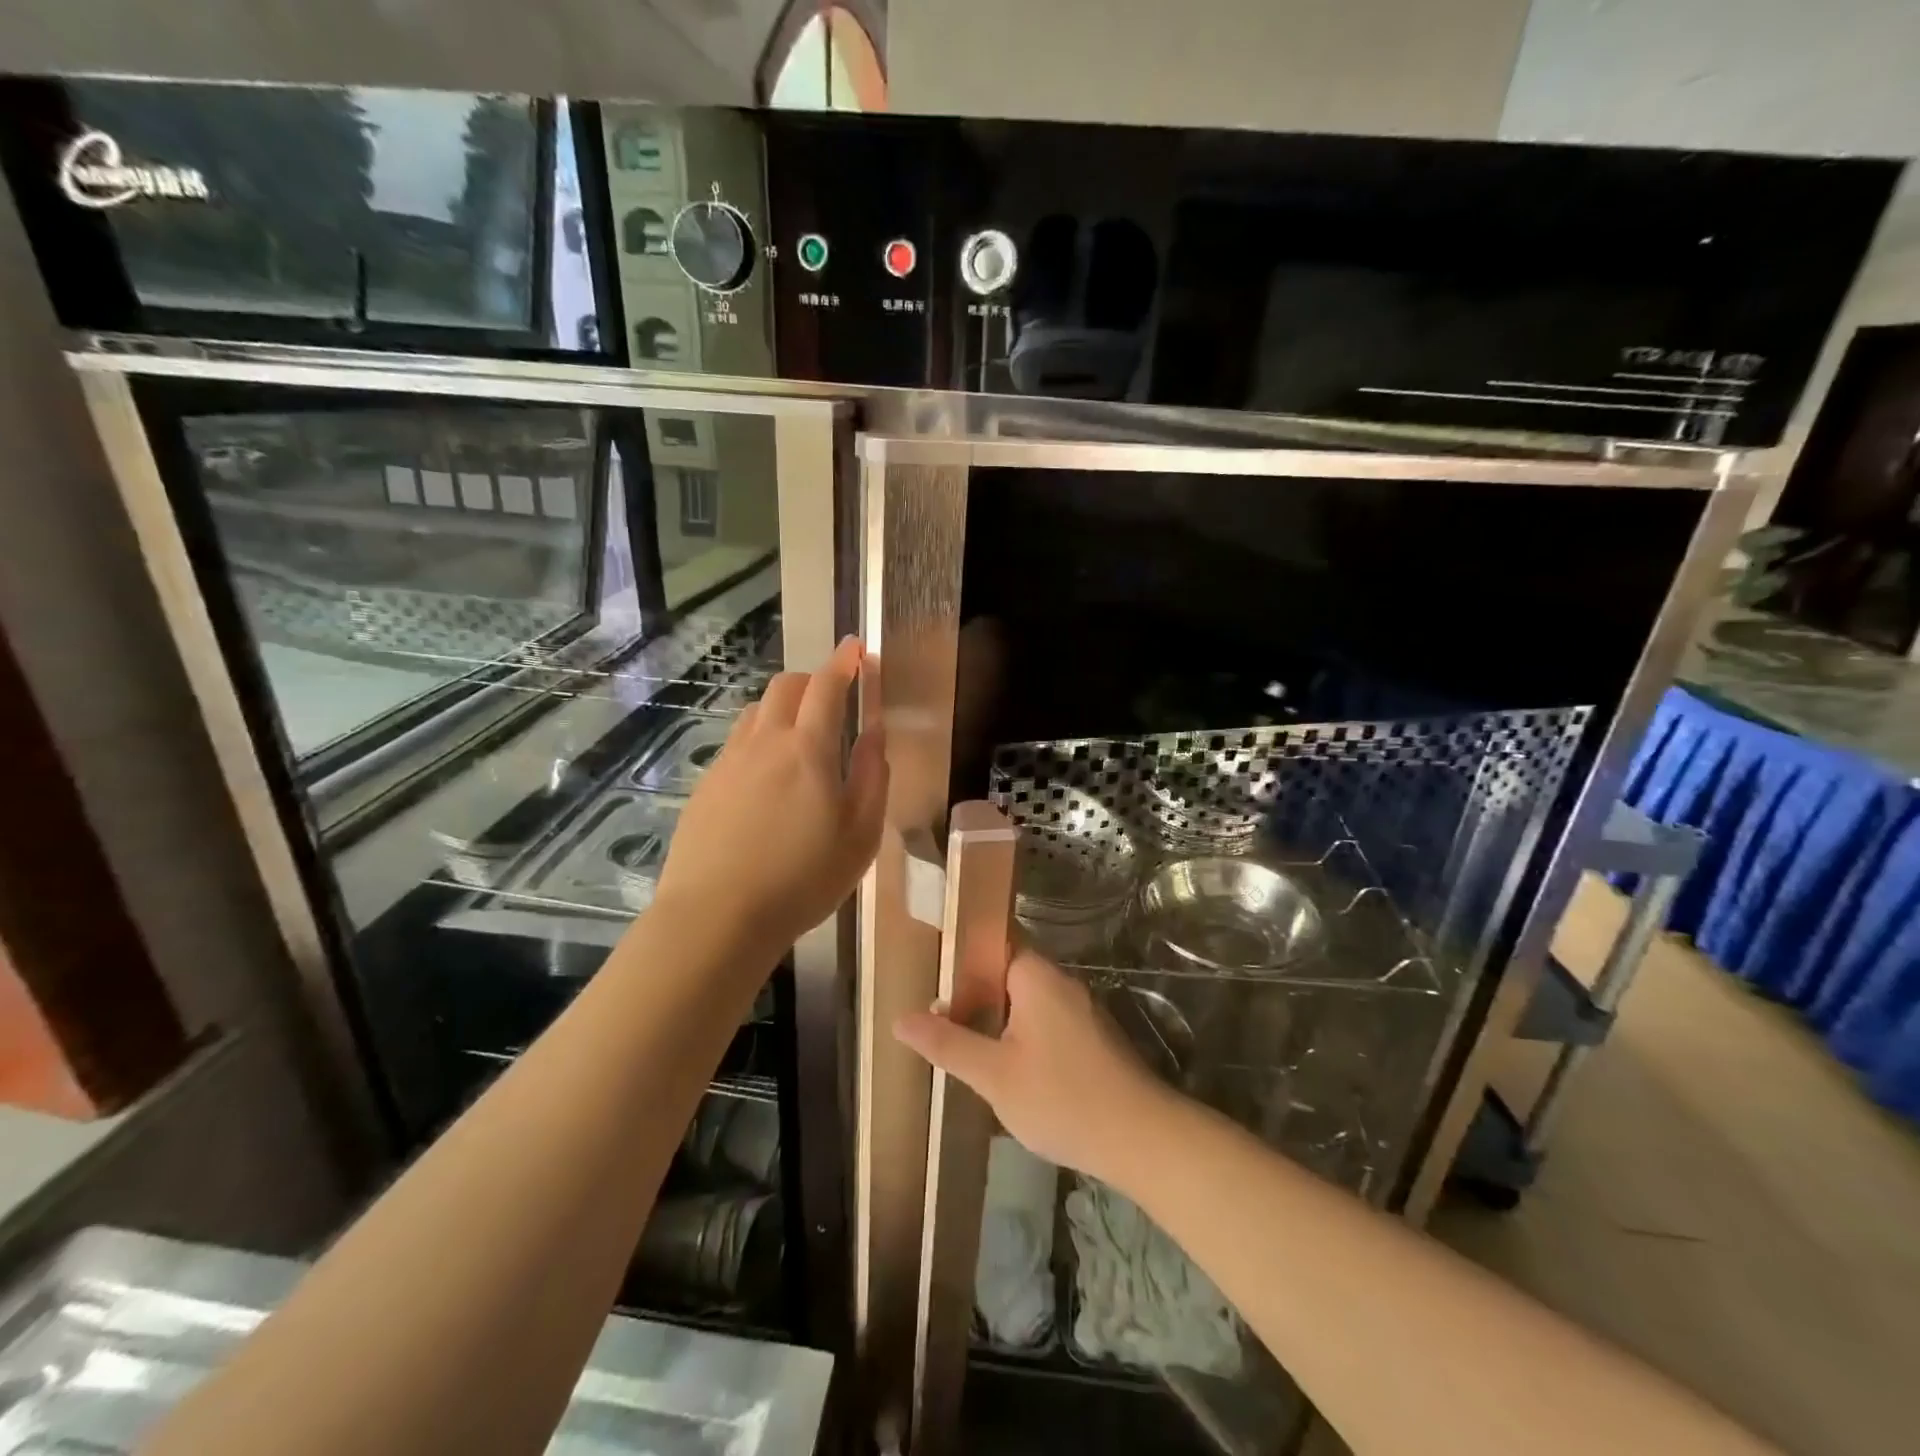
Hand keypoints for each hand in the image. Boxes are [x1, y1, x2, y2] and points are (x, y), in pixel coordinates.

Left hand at [655, 636, 886, 950]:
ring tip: (800, 739)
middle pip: (785, 686)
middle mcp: (764, 742)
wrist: (717, 917)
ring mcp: (729, 762)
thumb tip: (874, 735)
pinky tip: (767, 779)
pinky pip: (738, 743)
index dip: (844, 662)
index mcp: (807, 749)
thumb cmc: (802, 879)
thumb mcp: (860, 835)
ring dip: (784, 708)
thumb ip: (871, 777)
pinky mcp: (706, 785)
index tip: (856, 648)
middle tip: (833, 700)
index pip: (826, 686)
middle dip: (812, 680)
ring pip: (757, 711)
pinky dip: (760, 739)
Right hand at [894, 948, 1173, 1182]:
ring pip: (1026, 1002)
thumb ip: (947, 1043)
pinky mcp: (1092, 1038)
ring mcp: (1081, 1010)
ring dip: (997, 1019)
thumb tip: (899, 1020)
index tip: (930, 974)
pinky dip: (1022, 1035)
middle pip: (1007, 973)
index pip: (992, 942)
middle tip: (937, 1018)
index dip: (959, 956)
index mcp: (1036, 976)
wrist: (1142, 1139)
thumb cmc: (1062, 1098)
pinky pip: (1046, 1022)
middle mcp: (1061, 982)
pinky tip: (1006, 1068)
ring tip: (962, 1044)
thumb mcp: (994, 1075)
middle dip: (973, 993)